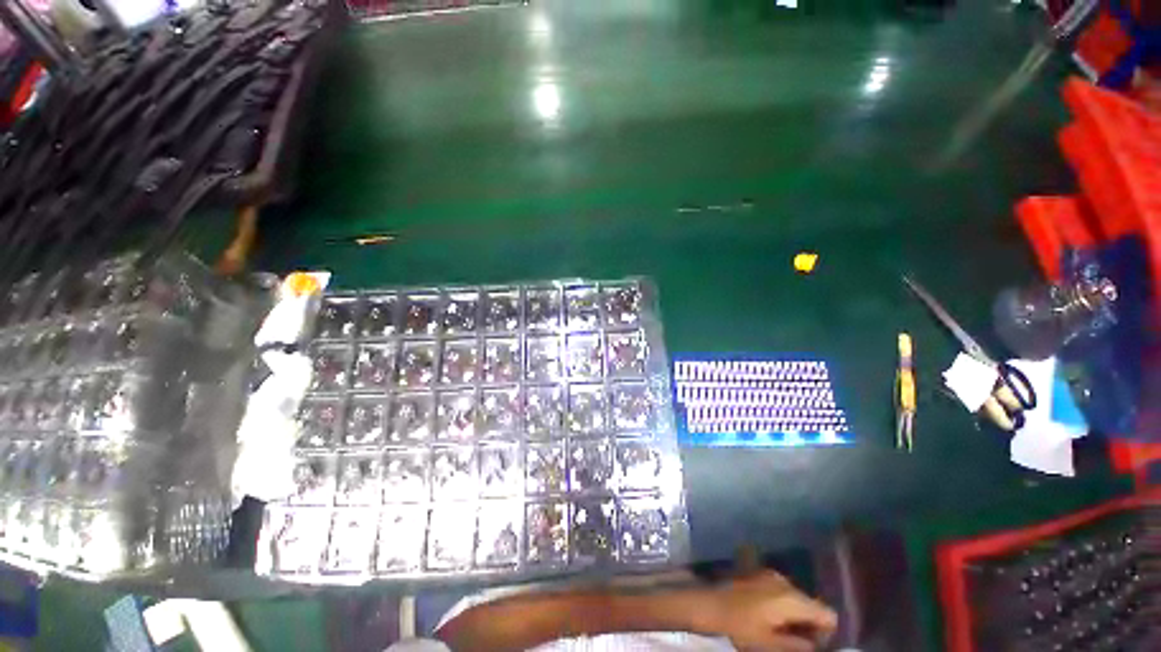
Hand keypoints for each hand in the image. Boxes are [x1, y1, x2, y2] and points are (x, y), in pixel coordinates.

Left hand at [702, 571, 837, 651]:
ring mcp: (768, 574)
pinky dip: (779, 605)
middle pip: (811, 605)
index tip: (810, 646)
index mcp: (791, 598)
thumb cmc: (738, 627)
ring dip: (793, 616)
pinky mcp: (756, 573)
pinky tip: (764, 617)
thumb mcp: (771, 645)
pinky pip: (779, 591)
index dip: (826, 634)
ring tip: (776, 631)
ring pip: (795, 598)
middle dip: (808, 625)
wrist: (705, 603)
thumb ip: (799, 646)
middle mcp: (784, 581)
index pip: (828, 614)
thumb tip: (815, 645)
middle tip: (791, 642)